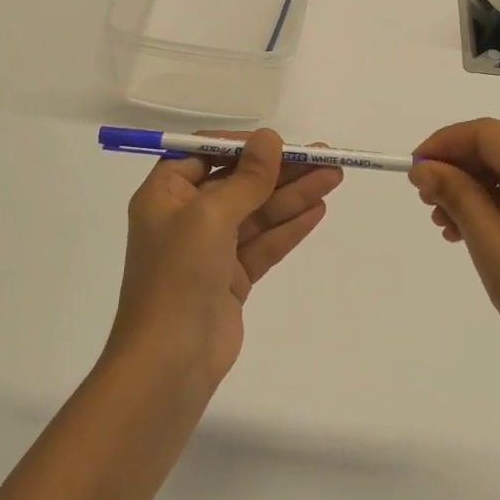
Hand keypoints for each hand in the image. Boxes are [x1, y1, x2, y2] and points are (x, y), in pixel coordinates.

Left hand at [110, 130, 342, 386]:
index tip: (280, 143)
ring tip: (334, 177)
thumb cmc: (179, 275)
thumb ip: (246, 178)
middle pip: (238, 182)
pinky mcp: (231, 278)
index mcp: (165, 195)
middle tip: (325, 156)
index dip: (244, 146)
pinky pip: (264, 243)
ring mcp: (210, 250)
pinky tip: (318, 209)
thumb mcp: (210, 216)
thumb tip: (269, 138)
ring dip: (293, 195)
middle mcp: (186, 217)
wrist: (169, 361)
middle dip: (280, 170)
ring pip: (257, 213)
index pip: (205, 154)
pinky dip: (289, 227)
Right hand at [410, 119, 499, 377]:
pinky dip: (495, 202)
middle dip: (458, 167)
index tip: (414, 169)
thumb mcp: (491, 246)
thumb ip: (456, 196)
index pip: (488, 134)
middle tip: (425, 200)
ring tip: (444, 223)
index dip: (445, 143)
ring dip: (473, 187)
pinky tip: (470, 230)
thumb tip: (424, 168)